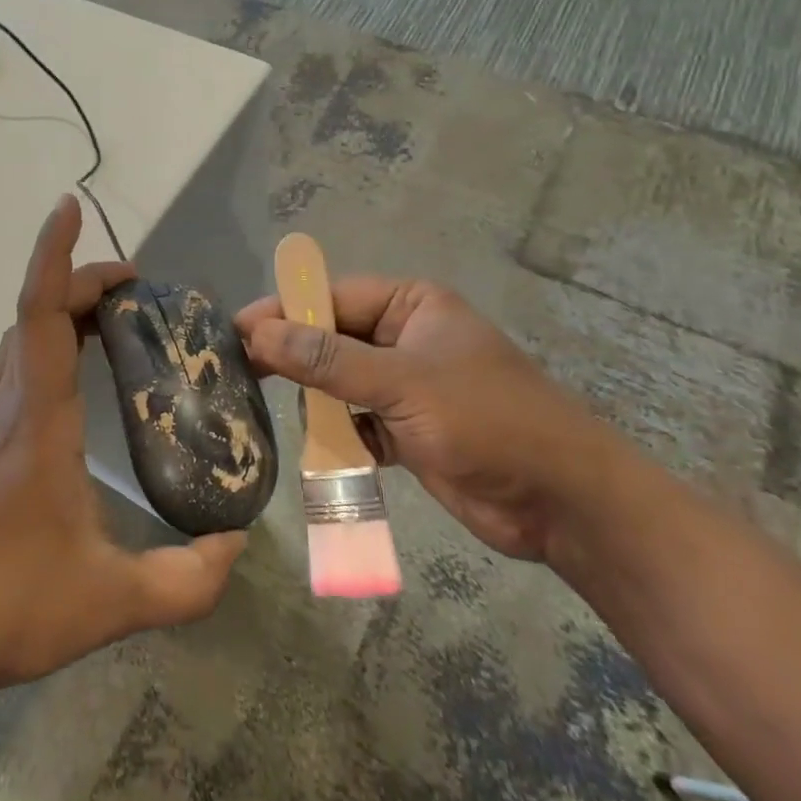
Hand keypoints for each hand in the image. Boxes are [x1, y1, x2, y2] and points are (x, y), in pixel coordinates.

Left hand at [0, 194, 246, 699]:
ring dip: (61, 309)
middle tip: (138, 287)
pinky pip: (18, 368)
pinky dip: (47, 343)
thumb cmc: (8, 606)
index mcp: (38, 420)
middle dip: (80, 280)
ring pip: (21, 339)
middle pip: (35, 314)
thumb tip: (237, 544)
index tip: (70, 207)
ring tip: (115, 319)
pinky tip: (78, 375)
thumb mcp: (112, 601)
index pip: (41, 313)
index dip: (54, 255)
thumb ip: (187, 580)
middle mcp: (10, 407)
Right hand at [235, 277, 620, 561]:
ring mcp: (405, 385)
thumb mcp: (403, 382)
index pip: (331, 297)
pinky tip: (311, 445)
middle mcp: (404, 338)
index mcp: (410, 306)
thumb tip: (258, 334)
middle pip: (330, 338)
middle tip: (238, 370)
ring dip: (309, 397)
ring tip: (261, 407)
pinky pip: (353, 420)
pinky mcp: (406, 429)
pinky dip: (333, 433)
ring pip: (337, 381)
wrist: (564, 503)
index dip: (283, 311)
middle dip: (290, 354)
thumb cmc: (488, 420)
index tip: (235, 332)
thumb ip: (327, 360)